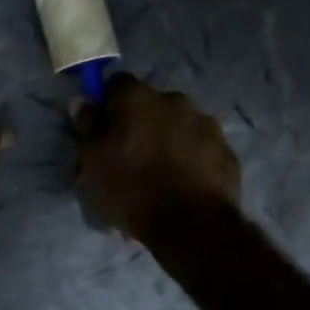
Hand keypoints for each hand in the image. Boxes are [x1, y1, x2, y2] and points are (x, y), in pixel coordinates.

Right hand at [72, 73, 240, 238]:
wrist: (192, 225)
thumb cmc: (131, 189)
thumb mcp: (92, 162)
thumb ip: (87, 126)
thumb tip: (82, 101)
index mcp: (138, 98)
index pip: (116, 83)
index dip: (108, 103)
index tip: (104, 129)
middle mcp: (174, 100)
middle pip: (150, 104)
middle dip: (141, 123)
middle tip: (131, 156)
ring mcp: (205, 124)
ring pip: (178, 125)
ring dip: (168, 139)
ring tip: (161, 175)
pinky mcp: (226, 150)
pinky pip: (200, 147)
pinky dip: (191, 158)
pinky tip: (183, 185)